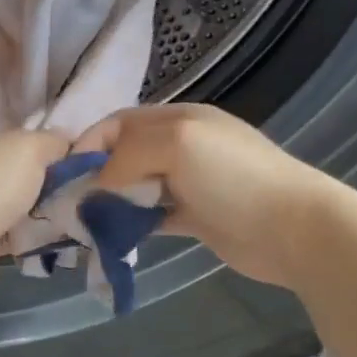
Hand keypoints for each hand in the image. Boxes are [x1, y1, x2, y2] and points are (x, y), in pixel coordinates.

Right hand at [74, 103, 333, 285]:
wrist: (293, 228)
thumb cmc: (232, 176)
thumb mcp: (176, 143)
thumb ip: (128, 154)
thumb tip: (98, 183)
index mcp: (178, 119)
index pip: (119, 123)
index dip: (89, 143)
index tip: (64, 173)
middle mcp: (181, 146)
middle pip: (125, 155)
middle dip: (96, 174)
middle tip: (70, 202)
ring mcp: (190, 183)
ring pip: (136, 186)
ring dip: (111, 201)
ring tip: (85, 223)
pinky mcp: (195, 217)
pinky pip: (152, 216)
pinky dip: (132, 223)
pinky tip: (113, 237)